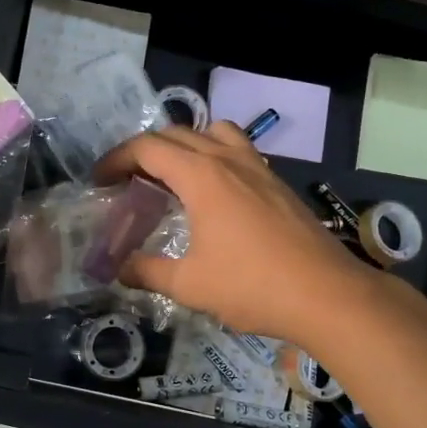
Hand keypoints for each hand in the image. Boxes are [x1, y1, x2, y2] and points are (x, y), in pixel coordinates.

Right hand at [95, 125, 376, 346]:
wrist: (327, 295)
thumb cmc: (253, 286)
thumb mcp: (190, 285)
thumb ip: (148, 272)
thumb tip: (119, 270)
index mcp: (201, 176)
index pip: (147, 147)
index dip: (116, 158)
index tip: (99, 180)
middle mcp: (228, 160)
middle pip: (177, 134)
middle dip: (144, 151)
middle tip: (127, 180)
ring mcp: (257, 167)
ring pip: (213, 132)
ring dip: (186, 144)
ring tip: (173, 175)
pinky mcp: (277, 182)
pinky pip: (238, 150)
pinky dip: (214, 156)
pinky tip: (214, 194)